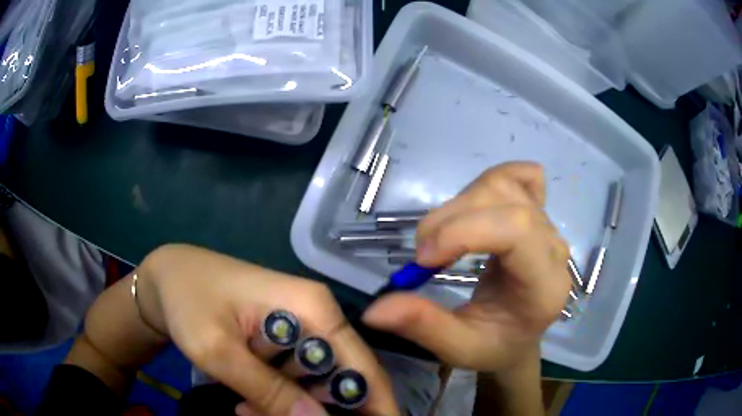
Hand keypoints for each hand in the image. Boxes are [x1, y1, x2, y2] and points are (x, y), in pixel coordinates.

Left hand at [137, 245, 397, 415]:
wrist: (166, 277)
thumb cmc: (188, 300)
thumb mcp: (217, 349)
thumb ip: (268, 389)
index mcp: (314, 310)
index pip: (363, 369)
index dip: (377, 408)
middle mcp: (318, 318)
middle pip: (341, 382)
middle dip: (315, 411)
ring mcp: (301, 329)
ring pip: (314, 386)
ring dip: (288, 407)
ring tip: (245, 411)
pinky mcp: (284, 340)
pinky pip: (294, 380)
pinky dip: (275, 398)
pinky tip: (245, 403)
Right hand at [363, 163, 570, 371]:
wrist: (519, 334)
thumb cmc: (495, 345)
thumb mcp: (458, 348)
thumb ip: (423, 327)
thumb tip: (374, 310)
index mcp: (544, 285)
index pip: (515, 230)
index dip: (462, 231)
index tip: (422, 259)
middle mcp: (553, 247)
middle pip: (503, 200)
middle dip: (449, 220)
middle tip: (423, 256)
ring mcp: (548, 224)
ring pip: (502, 184)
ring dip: (459, 204)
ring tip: (442, 237)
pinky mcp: (539, 211)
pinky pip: (523, 176)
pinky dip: (494, 182)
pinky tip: (478, 209)